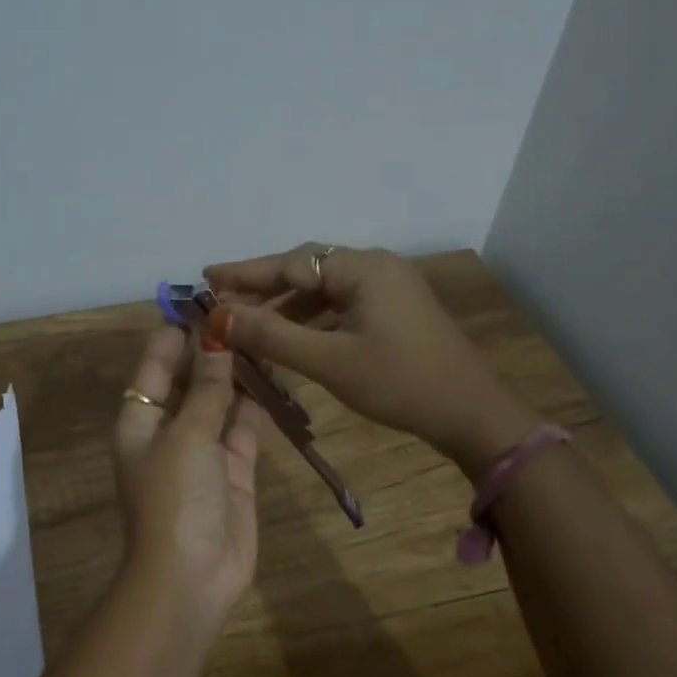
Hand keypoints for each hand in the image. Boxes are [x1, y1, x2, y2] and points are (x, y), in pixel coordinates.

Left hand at [112, 325, 263, 614]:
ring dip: (240, 374)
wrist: (190, 578)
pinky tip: (277, 375)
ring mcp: (204, 452)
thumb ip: (207, 387)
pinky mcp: (235, 471)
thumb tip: (217, 337)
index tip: (206, 300)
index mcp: (140, 420)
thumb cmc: (175, 498)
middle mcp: (169, 431)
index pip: (155, 365)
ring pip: (222, 401)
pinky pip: (245, 428)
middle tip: (249, 311)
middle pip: (192, 380)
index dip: (176, 333)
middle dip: (214, 350)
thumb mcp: (187, 435)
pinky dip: (257, 405)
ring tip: (267, 334)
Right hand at [204, 245, 539, 478]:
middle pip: (307, 270)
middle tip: (222, 302)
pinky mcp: (395, 310)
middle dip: (263, 287)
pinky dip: (312, 319)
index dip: (245, 273)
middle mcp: (376, 266)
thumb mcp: (329, 361)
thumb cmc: (399, 383)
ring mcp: (389, 288)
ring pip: (324, 289)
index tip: (206, 279)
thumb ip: (272, 335)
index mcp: (363, 268)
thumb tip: (219, 318)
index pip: (290, 262)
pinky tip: (291, 337)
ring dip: (286, 306)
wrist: (471, 414)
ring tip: (248, 324)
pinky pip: (342, 305)